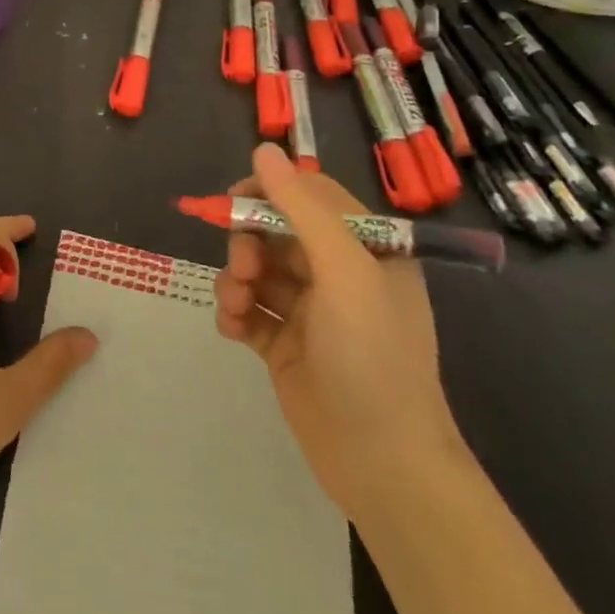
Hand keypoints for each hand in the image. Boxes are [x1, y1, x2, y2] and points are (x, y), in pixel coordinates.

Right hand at [214, 144, 467, 520]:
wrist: (382, 463)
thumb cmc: (372, 356)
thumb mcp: (343, 271)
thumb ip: (301, 207)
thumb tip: (263, 149)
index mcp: (367, 249)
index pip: (310, 195)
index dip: (268, 193)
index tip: (232, 203)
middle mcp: (339, 275)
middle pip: (274, 232)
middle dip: (248, 244)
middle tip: (244, 270)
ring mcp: (311, 312)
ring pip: (256, 271)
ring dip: (236, 281)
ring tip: (238, 308)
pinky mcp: (286, 345)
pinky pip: (249, 311)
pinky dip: (235, 314)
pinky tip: (236, 331)